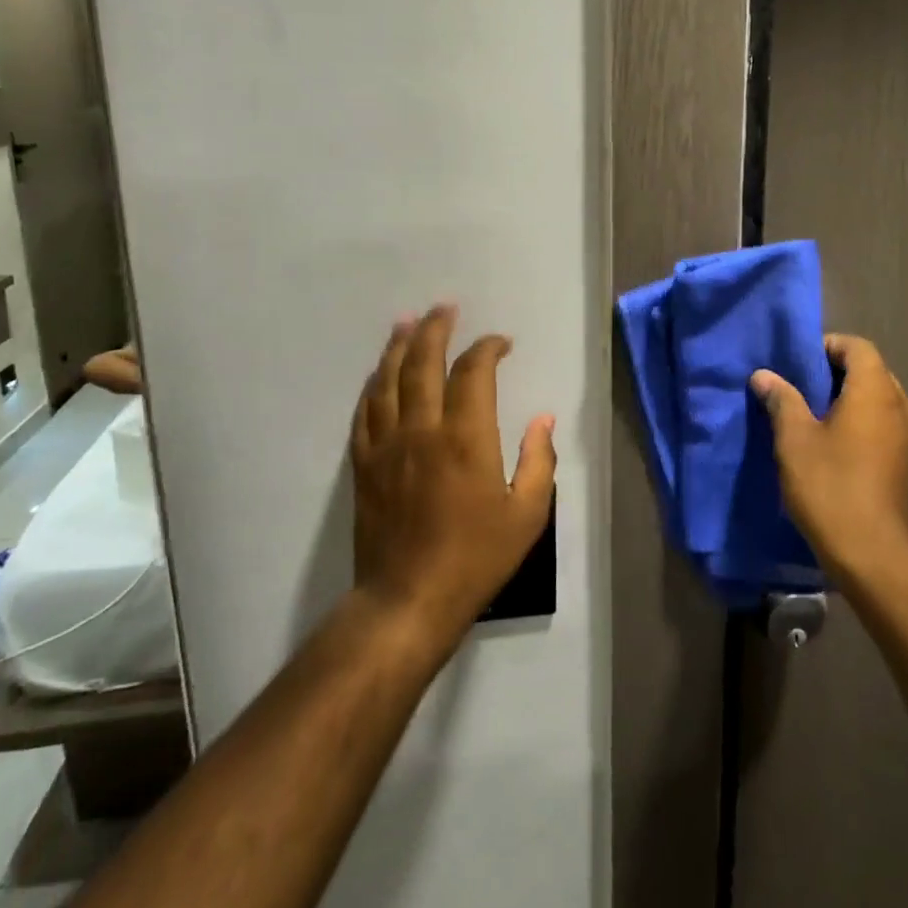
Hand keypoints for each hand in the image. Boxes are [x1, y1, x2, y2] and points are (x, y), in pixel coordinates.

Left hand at [349, 305, 557, 641]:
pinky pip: (365, 412)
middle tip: (444, 307)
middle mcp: (423, 430)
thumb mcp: (526, 515)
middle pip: (422, 362)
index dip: (487, 348)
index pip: (473, 372)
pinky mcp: (364, 464)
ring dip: (398, 346)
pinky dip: (373, 385)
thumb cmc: (475, 558)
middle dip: (435, 329)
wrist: (407, 600)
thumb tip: (543, 420)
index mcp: (466, 438)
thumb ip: (538, 461)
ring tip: (406, 322)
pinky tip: (378, 374)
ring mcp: (387, 445)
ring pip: (388, 380)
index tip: (500, 343)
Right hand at [752, 334, 907, 583]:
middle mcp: (900, 406)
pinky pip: (883, 426)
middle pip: (870, 371)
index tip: (796, 361)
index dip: (827, 346)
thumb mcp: (794, 440)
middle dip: (834, 373)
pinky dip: (859, 424)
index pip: (857, 346)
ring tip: (811, 416)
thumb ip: (782, 400)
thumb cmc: (831, 487)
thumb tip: (764, 375)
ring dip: (847, 400)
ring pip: (877, 401)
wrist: (874, 555)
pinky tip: (832, 447)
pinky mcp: (907, 464)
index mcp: (875, 391)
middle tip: (799, 387)